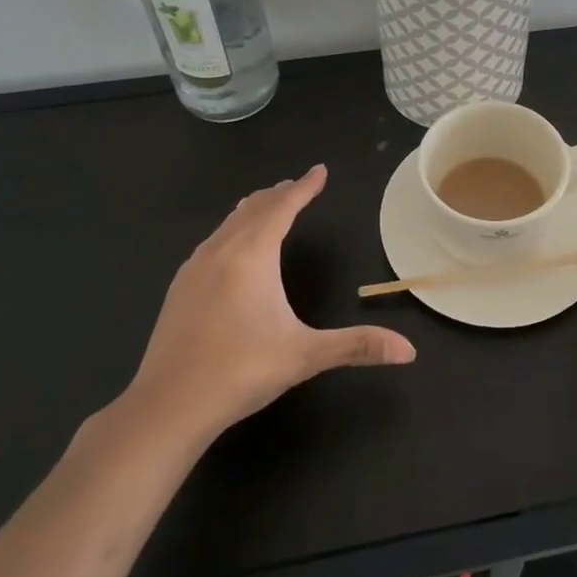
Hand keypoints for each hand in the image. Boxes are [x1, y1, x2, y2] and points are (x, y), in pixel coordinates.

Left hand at [117, 165, 415, 442]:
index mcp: (252, 256)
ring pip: (228, 223)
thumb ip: (357, 346)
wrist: (166, 406)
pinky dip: (231, 230)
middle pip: (253, 208)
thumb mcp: (305, 356)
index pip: (283, 208)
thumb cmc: (240, 372)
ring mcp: (194, 268)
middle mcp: (221, 251)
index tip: (320, 170)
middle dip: (279, 194)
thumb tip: (409, 351)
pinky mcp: (179, 288)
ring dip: (253, 209)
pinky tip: (231, 249)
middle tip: (299, 185)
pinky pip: (212, 241)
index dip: (305, 187)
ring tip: (268, 205)